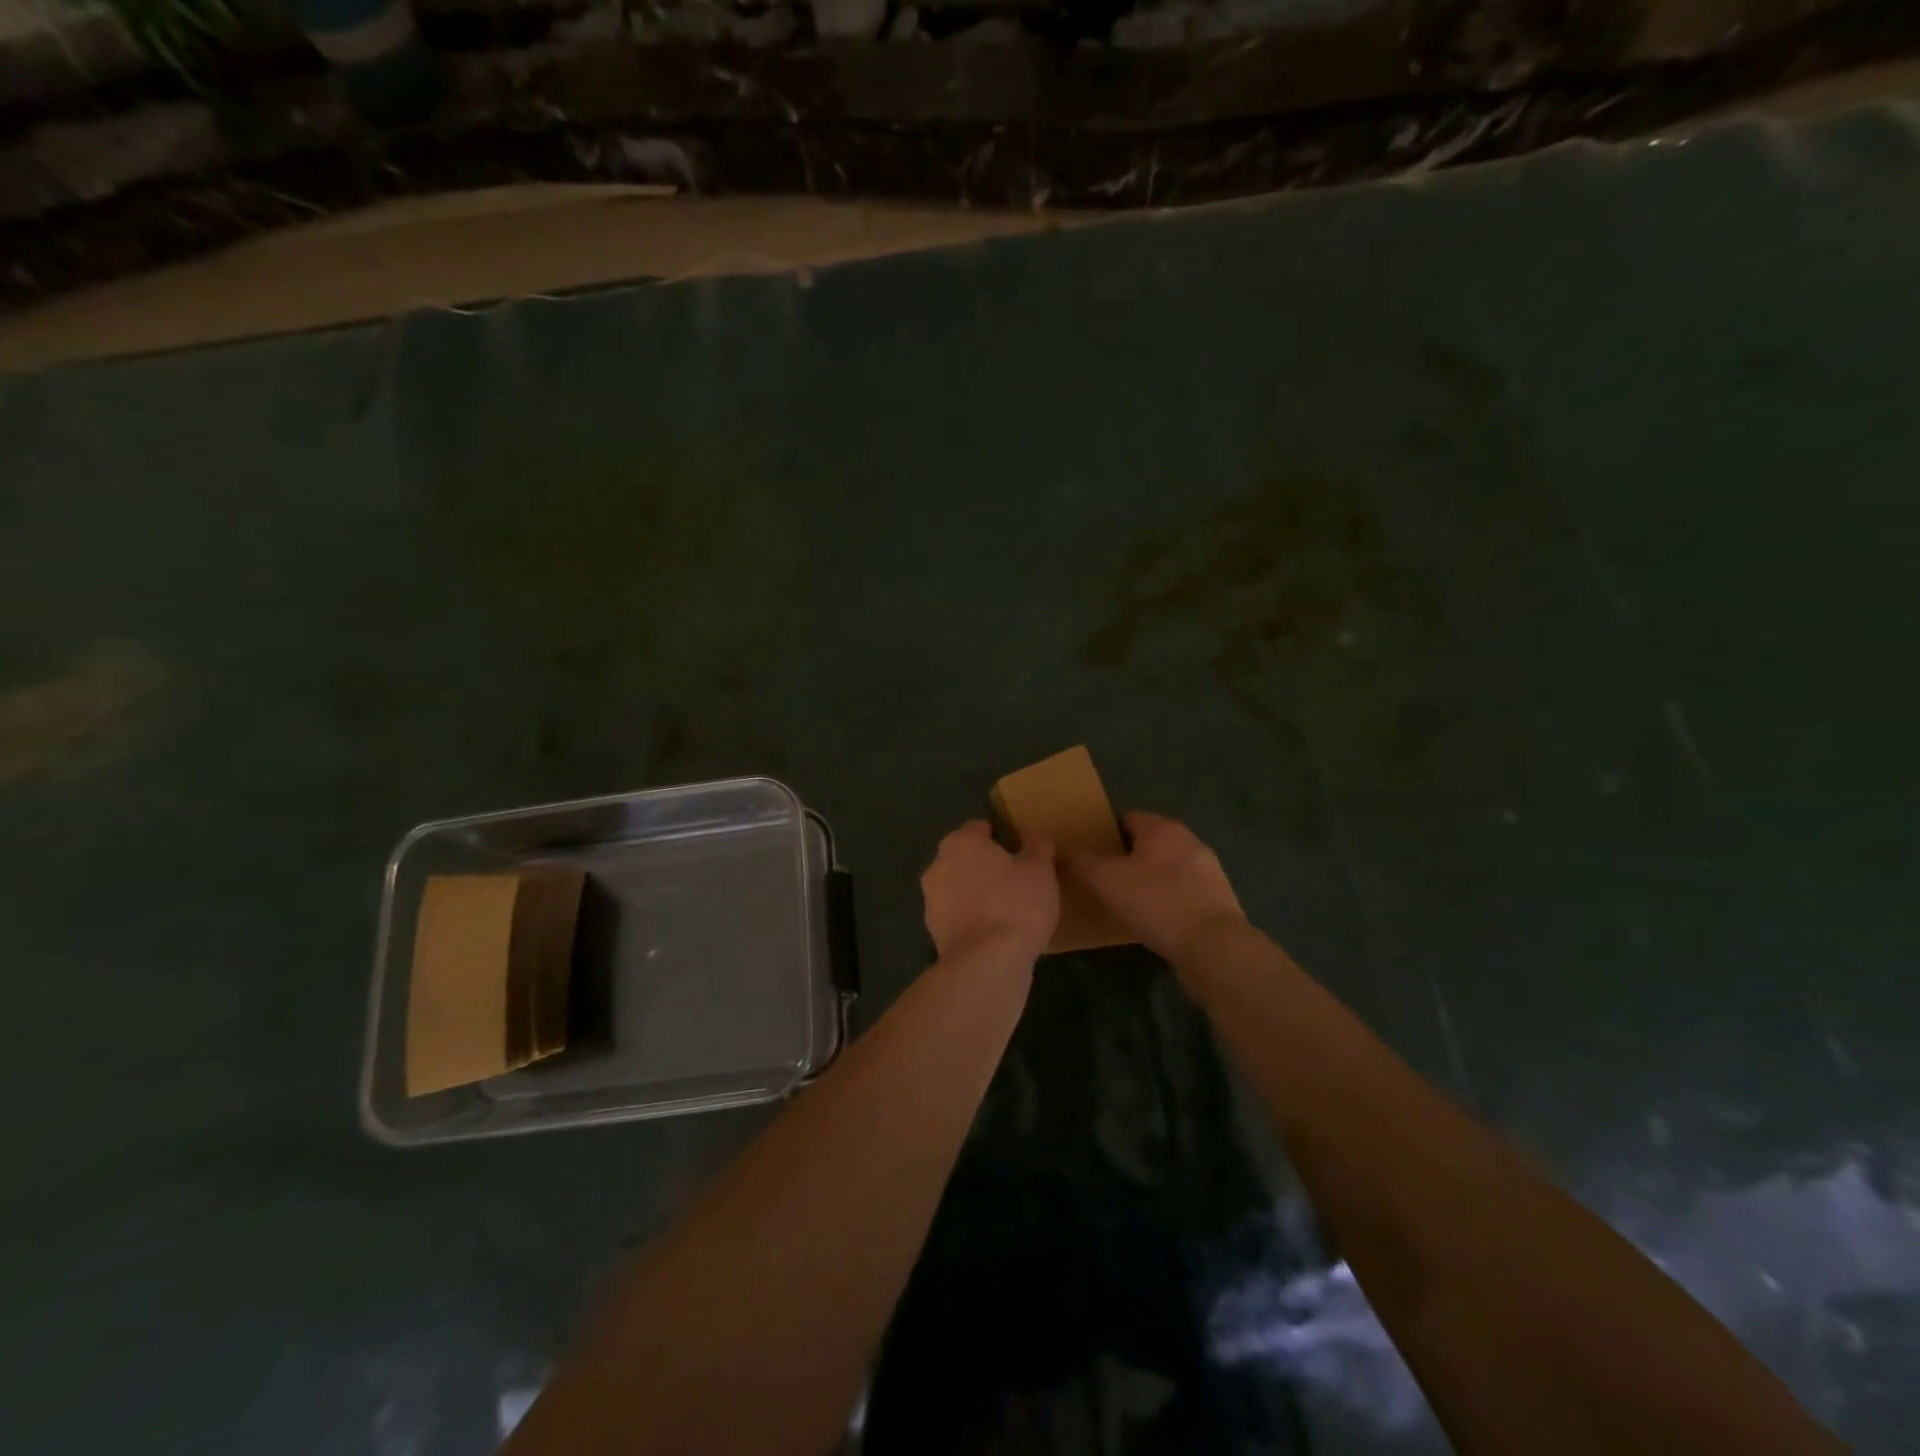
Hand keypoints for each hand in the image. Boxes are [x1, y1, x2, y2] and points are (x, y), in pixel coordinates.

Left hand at [921, 820, 1058, 963]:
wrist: (987, 963)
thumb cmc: (1016, 905)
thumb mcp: (1040, 870)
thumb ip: (1037, 847)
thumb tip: (1034, 835)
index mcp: (961, 842)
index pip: (979, 828)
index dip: (1001, 836)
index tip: (1020, 850)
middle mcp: (938, 865)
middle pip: (965, 857)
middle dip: (986, 865)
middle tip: (1016, 879)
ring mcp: (931, 900)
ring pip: (958, 887)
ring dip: (976, 893)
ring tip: (1007, 908)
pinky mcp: (933, 931)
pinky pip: (957, 915)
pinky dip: (971, 918)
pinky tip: (994, 931)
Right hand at [1063, 812, 1245, 961]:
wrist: (1213, 946)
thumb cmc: (1156, 902)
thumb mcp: (1106, 880)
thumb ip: (1081, 862)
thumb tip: (1061, 851)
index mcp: (1162, 828)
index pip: (1127, 818)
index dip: (1106, 834)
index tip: (1089, 855)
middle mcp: (1188, 840)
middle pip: (1149, 842)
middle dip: (1127, 857)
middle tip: (1104, 880)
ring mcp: (1208, 869)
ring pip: (1168, 867)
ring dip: (1149, 879)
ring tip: (1127, 903)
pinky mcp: (1219, 898)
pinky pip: (1183, 891)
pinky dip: (1168, 899)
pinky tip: (1155, 921)